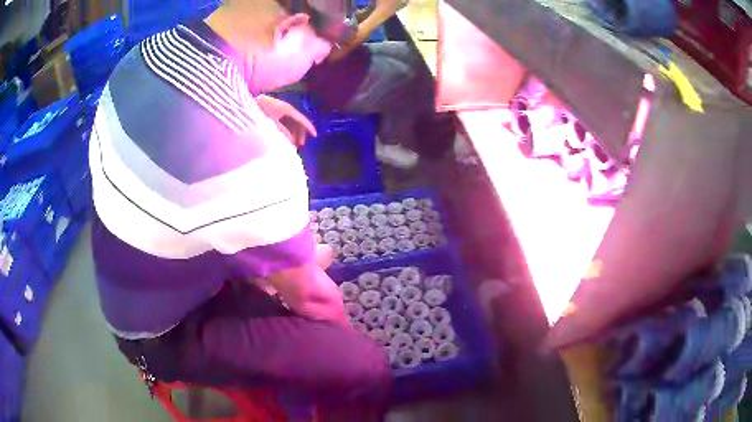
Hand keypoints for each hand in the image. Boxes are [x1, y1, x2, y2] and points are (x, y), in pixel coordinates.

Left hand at [255, 95, 316, 146]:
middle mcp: (287, 109)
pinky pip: (287, 122)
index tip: (315, 136)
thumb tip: (291, 140)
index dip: (309, 127)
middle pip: (298, 122)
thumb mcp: (272, 122)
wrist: (249, 102)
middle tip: (300, 144)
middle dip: (300, 133)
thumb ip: (282, 131)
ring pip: (293, 122)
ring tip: (293, 143)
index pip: (302, 119)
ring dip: (294, 132)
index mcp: (288, 110)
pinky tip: (287, 137)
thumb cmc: (260, 111)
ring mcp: (282, 110)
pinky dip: (289, 129)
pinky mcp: (277, 112)